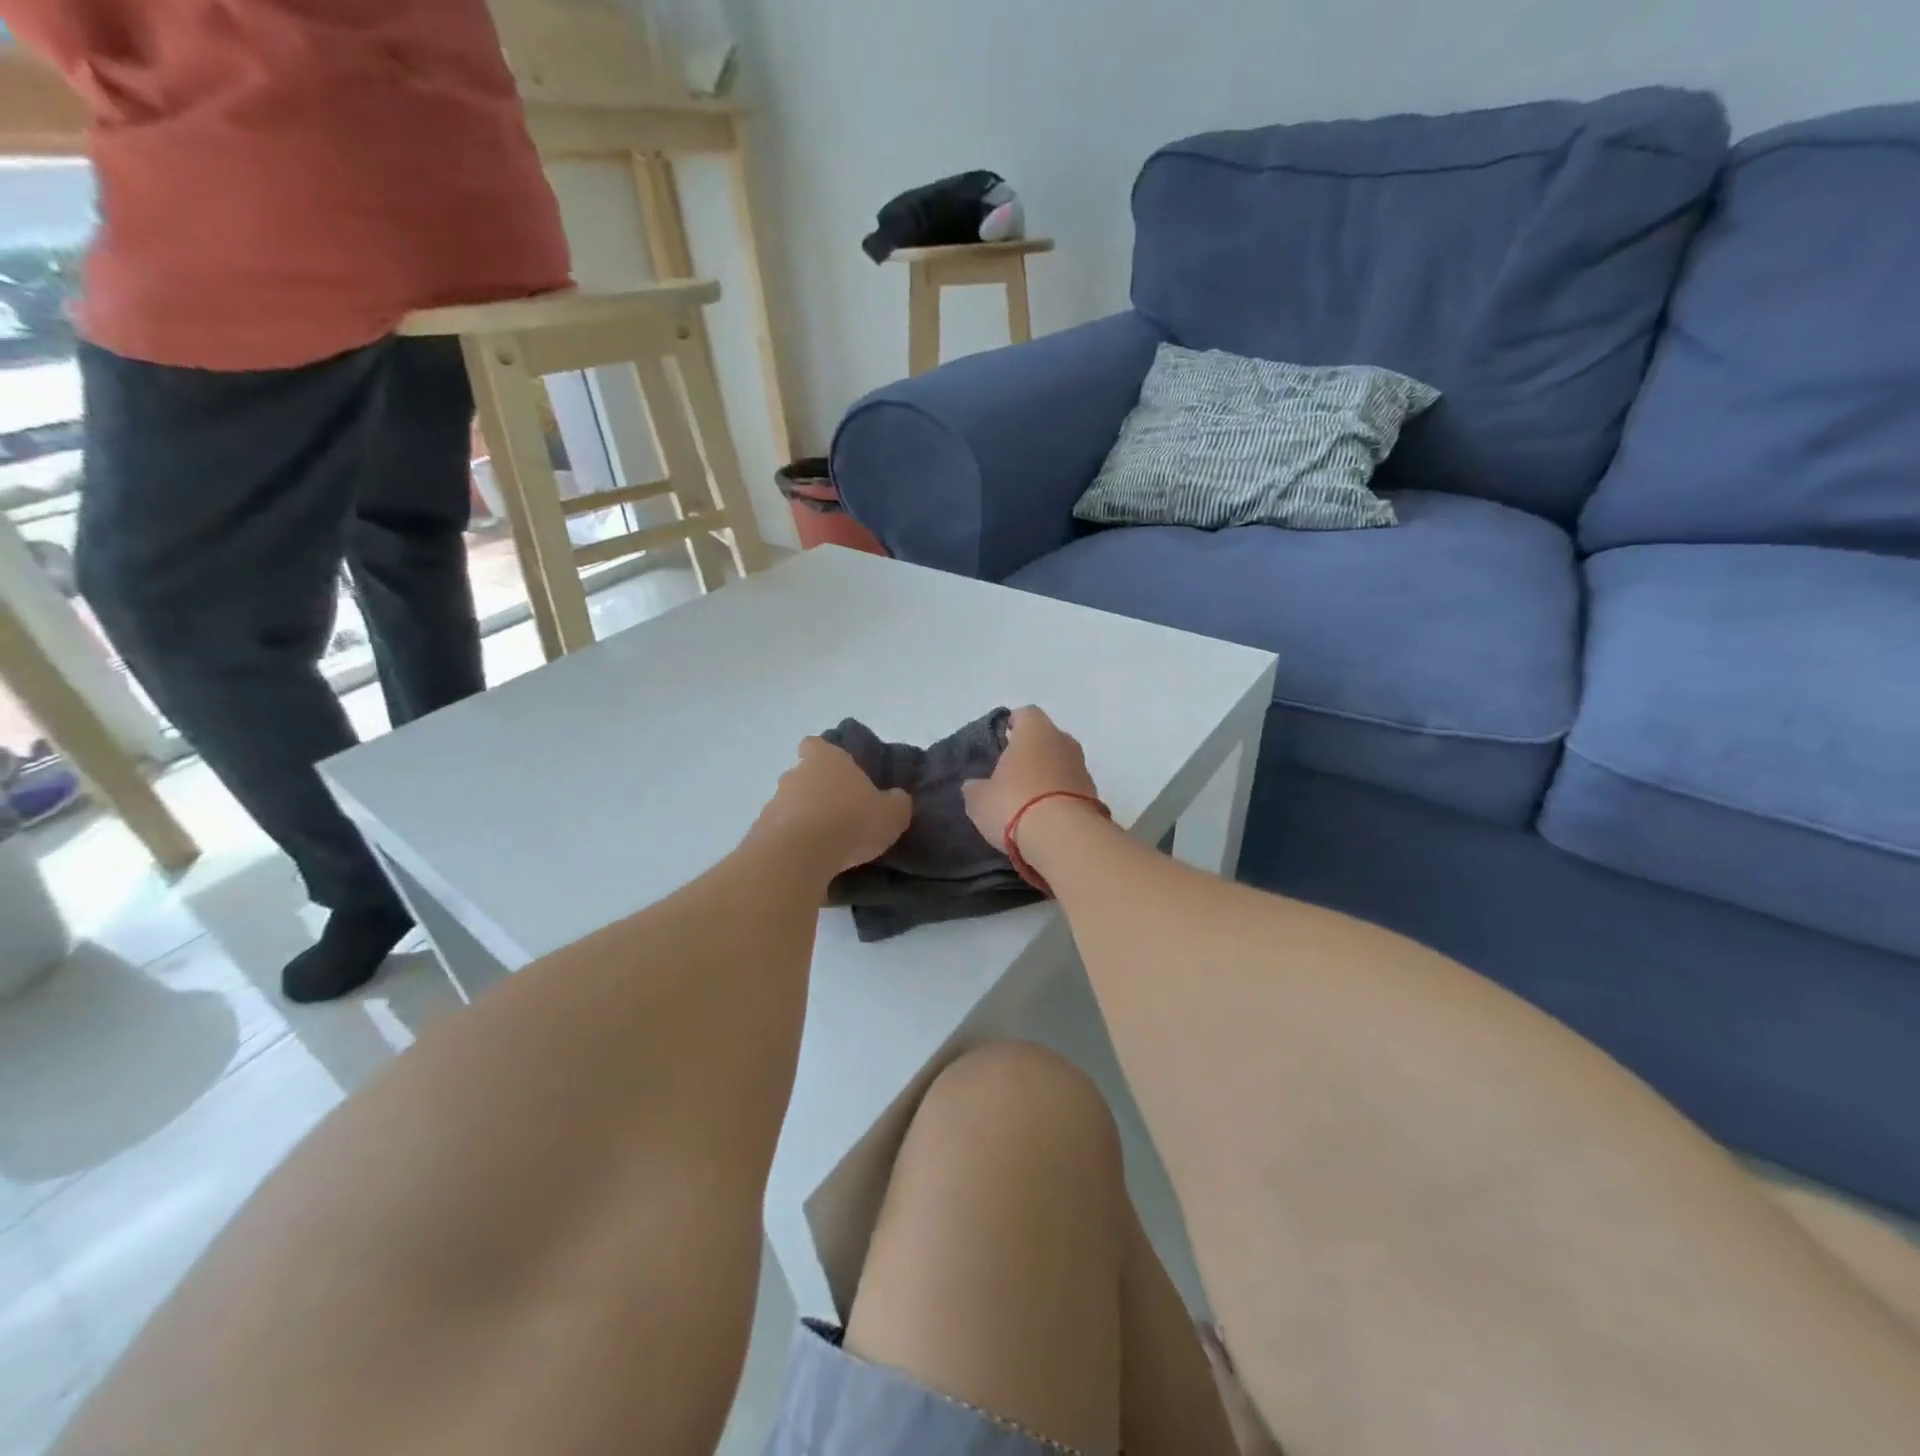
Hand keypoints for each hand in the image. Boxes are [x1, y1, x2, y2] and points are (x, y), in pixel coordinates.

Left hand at [754, 738, 911, 874]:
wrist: (798, 856)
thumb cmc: (850, 822)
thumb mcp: (891, 814)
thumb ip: (896, 803)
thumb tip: (896, 798)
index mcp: (826, 760)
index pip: (816, 745)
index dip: (824, 756)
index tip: (837, 773)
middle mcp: (795, 774)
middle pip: (803, 776)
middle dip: (817, 792)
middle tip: (839, 814)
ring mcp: (773, 802)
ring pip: (790, 805)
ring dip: (803, 819)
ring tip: (825, 844)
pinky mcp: (760, 832)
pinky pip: (780, 833)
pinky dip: (792, 843)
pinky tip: (808, 861)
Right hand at [962, 706, 1101, 848]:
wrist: (1064, 838)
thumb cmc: (1014, 804)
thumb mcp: (979, 799)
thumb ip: (976, 787)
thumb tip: (975, 786)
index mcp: (1035, 730)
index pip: (1025, 714)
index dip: (1012, 726)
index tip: (1001, 742)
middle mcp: (1064, 741)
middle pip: (1046, 739)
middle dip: (1031, 753)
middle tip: (1010, 775)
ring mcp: (1083, 768)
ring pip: (1061, 764)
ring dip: (1047, 777)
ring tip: (1028, 802)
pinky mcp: (1095, 795)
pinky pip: (1071, 789)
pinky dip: (1060, 798)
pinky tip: (1045, 818)